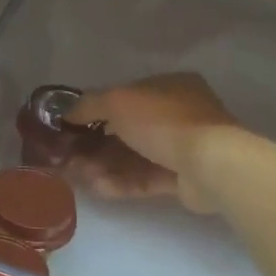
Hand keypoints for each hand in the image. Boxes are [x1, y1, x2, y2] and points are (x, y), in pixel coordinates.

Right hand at [68, 73, 239, 212]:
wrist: (210, 163)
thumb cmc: (163, 120)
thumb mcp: (118, 101)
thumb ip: (88, 105)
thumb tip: (65, 113)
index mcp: (168, 87)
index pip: (124, 96)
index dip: (94, 111)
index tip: (68, 126)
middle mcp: (176, 114)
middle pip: (125, 130)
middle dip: (94, 144)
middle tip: (67, 156)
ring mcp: (180, 148)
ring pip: (132, 157)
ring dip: (102, 165)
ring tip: (76, 174)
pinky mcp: (181, 179)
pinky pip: (144, 179)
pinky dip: (120, 182)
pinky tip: (96, 188)